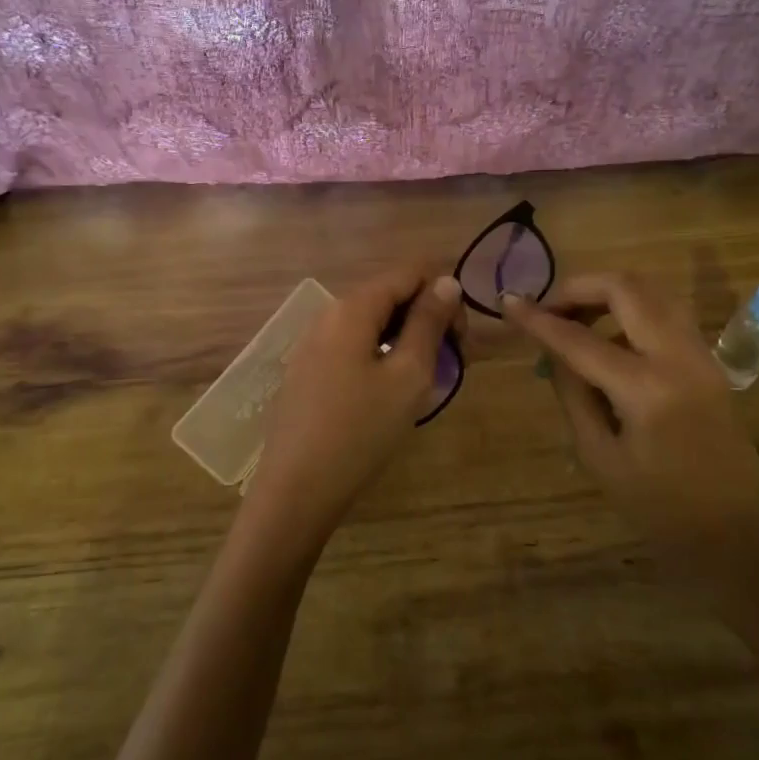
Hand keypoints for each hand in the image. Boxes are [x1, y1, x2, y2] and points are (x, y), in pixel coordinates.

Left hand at [245, 267, 464, 549]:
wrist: (297, 487)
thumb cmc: (361, 430)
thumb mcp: (408, 375)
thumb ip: (428, 323)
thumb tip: (446, 282)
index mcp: (353, 307)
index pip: (409, 272)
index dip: (444, 294)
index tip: (461, 339)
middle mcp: (328, 314)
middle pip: (389, 294)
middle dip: (426, 317)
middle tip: (450, 362)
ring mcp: (313, 342)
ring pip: (371, 321)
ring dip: (405, 338)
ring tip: (424, 379)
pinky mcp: (307, 369)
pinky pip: (353, 344)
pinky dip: (380, 354)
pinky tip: (389, 391)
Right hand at [502, 274, 758, 571]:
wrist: (740, 535)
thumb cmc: (662, 510)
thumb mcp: (601, 458)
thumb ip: (574, 396)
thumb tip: (555, 354)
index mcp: (646, 389)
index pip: (579, 340)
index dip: (538, 319)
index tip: (508, 302)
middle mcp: (678, 357)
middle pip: (625, 288)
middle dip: (578, 288)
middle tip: (547, 309)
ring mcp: (700, 354)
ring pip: (651, 291)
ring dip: (608, 293)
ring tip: (574, 318)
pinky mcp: (708, 361)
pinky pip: (665, 313)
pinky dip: (631, 309)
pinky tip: (607, 337)